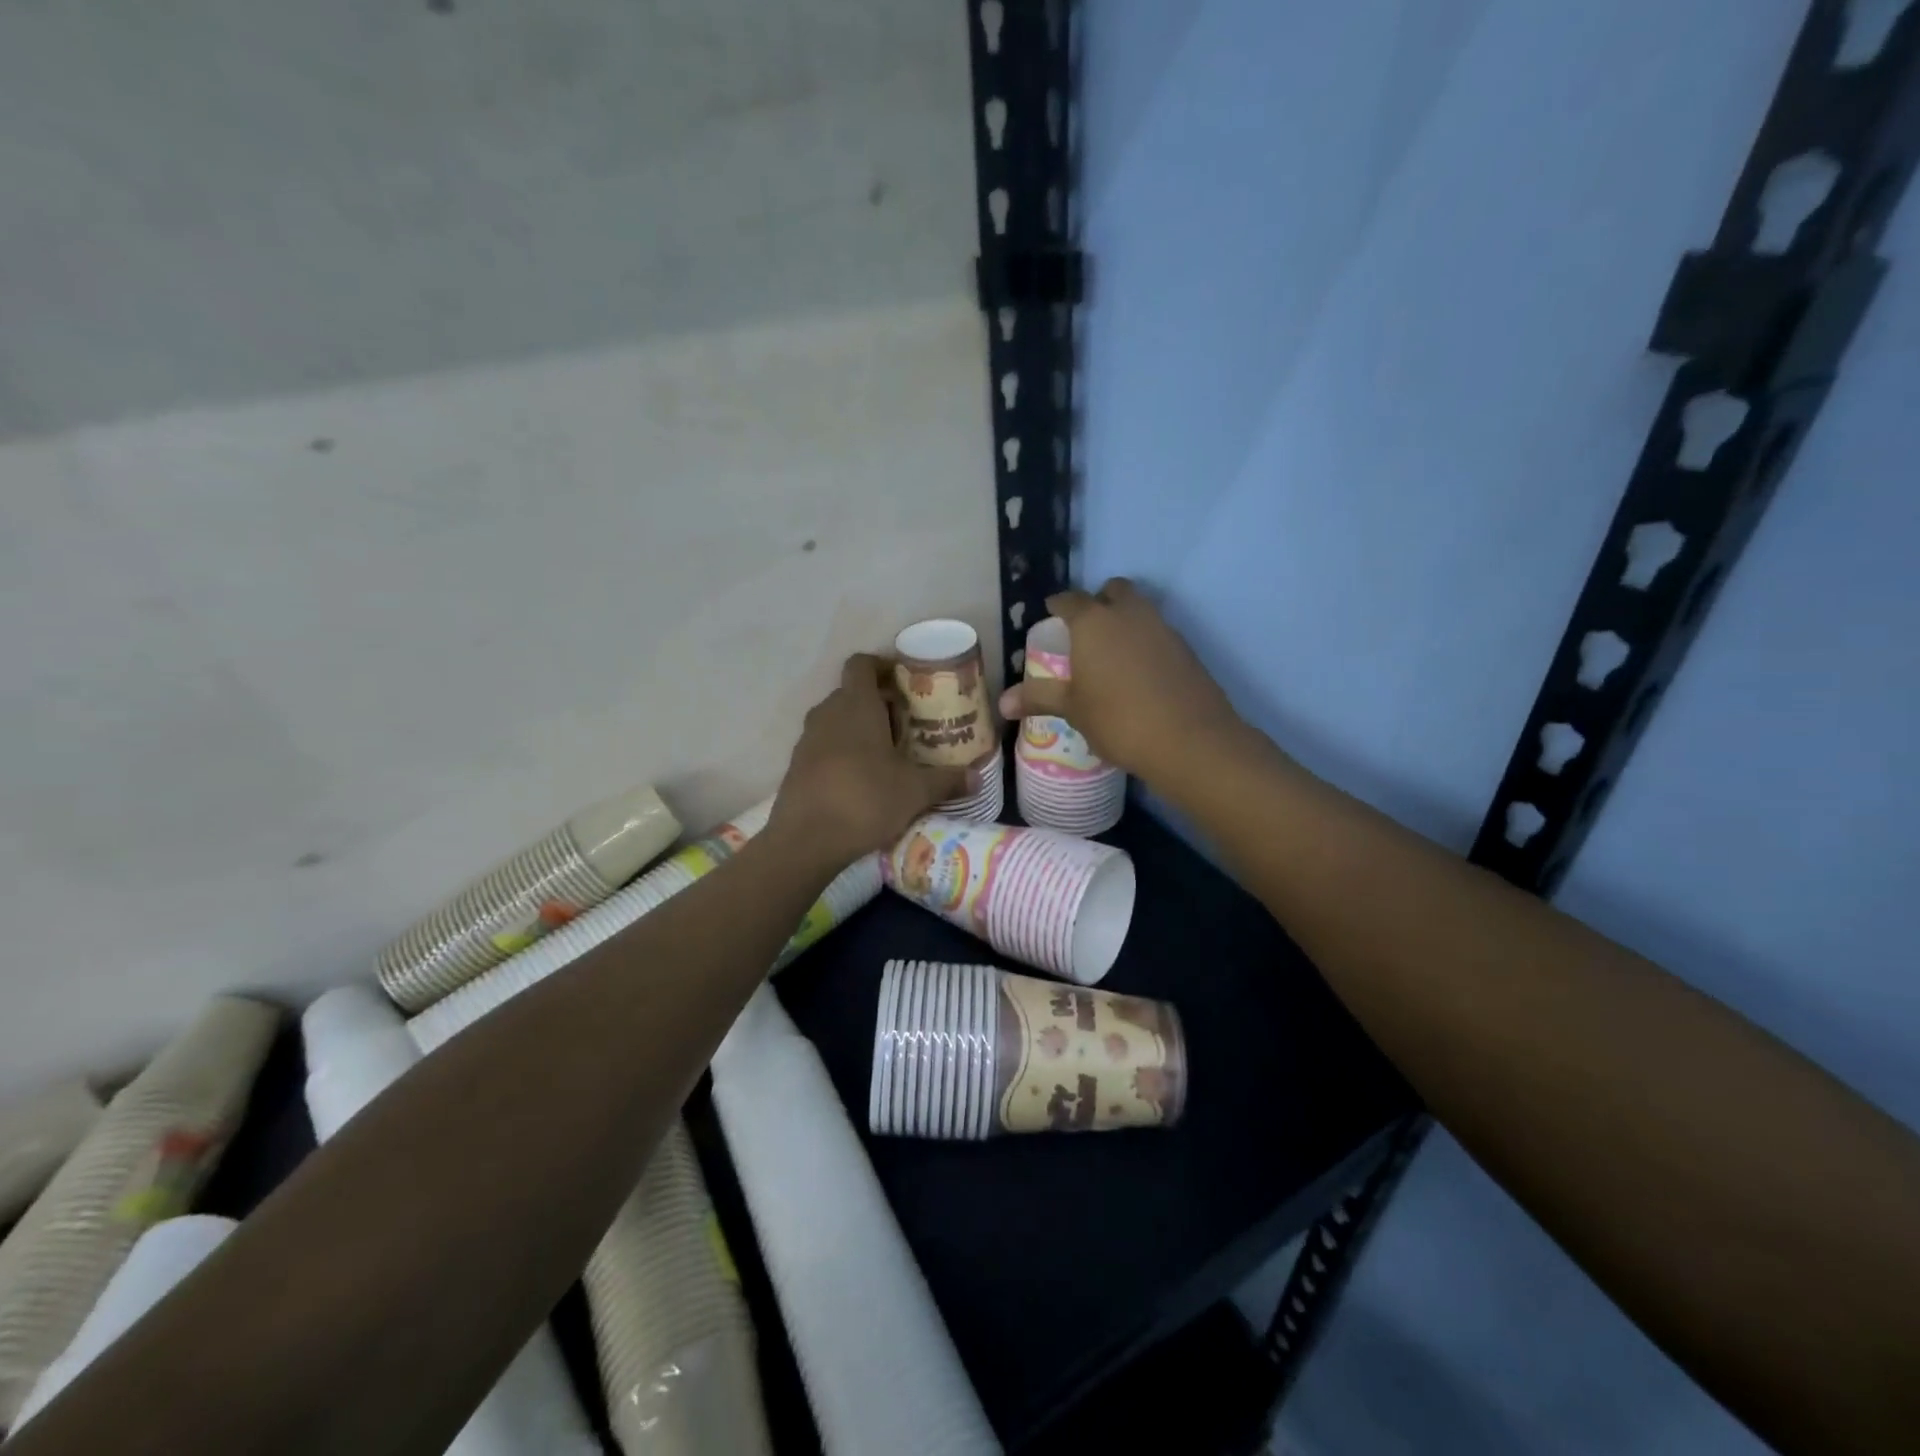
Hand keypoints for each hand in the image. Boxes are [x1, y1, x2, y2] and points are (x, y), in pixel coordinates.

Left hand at [770, 654, 970, 866]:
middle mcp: (827, 713)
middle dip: (878, 702)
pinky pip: (824, 745)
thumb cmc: (866, 800)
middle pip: (852, 692)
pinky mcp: (796, 765)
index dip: (882, 666)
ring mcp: (807, 739)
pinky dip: (843, 751)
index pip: (861, 664)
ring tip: (888, 753)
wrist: (806, 840)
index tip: (905, 682)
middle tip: (907, 724)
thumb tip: (977, 778)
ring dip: (860, 728)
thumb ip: (947, 780)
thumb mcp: (916, 791)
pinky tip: (863, 779)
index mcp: (856, 704)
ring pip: (837, 719)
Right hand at [998, 578, 1242, 781]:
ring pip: (1140, 609)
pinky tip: (1140, 673)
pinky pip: (1158, 633)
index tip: (1052, 613)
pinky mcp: (1186, 648)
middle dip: (1099, 601)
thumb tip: (1002, 702)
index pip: (1070, 600)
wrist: (1189, 739)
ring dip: (1125, 620)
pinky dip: (1146, 642)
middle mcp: (1129, 614)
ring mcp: (1162, 628)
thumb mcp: (1073, 710)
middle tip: (1086, 629)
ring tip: (1111, 653)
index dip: (1058, 605)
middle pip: (1113, 590)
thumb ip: (1039, 698)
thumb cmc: (1119, 719)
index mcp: (1093, 622)